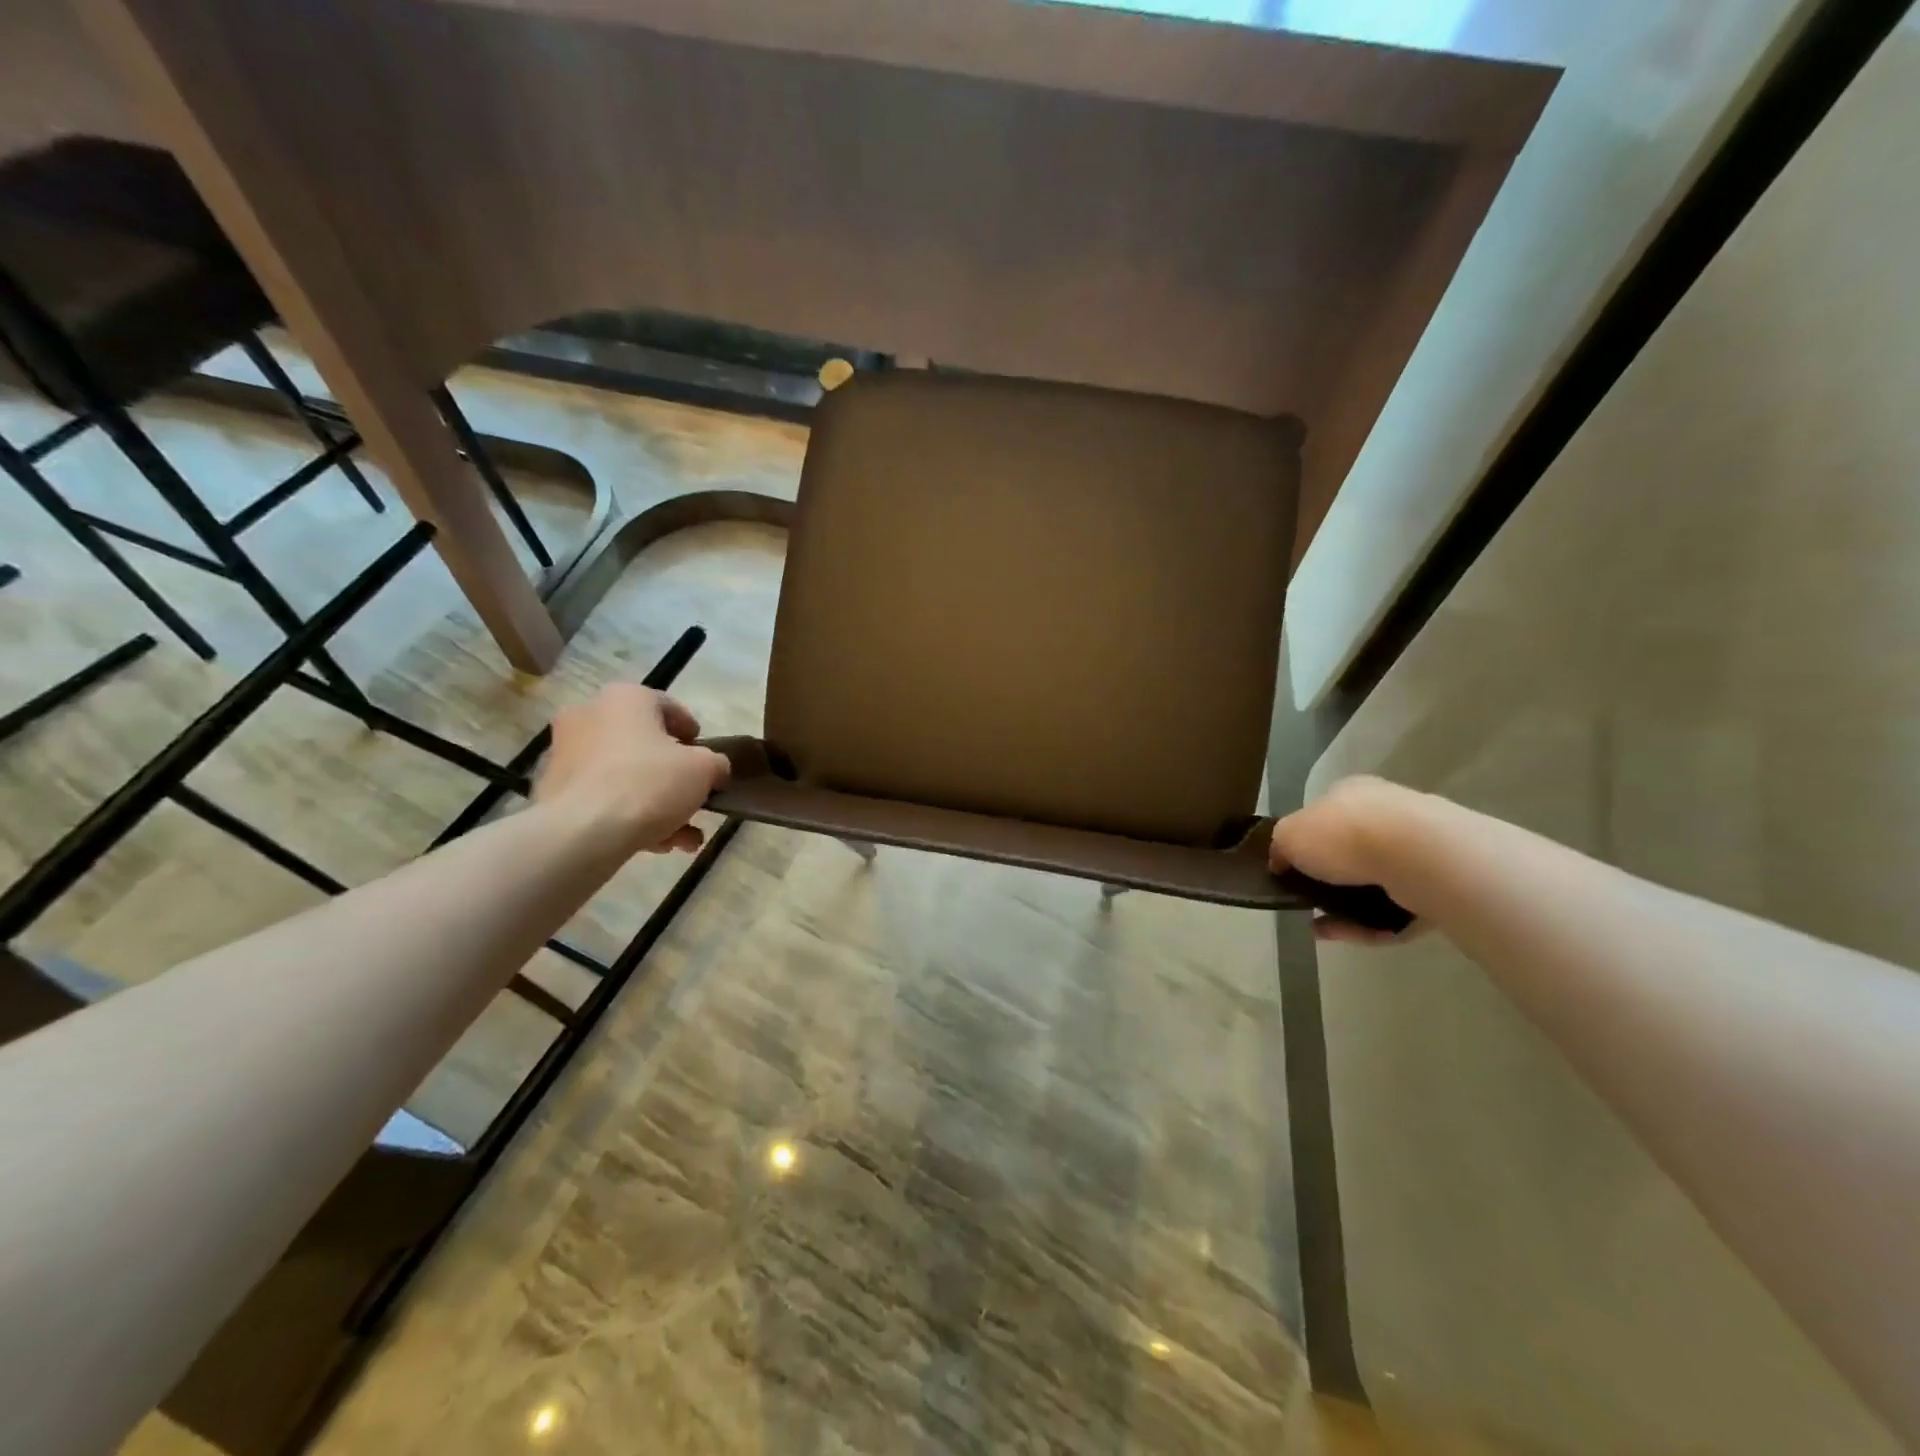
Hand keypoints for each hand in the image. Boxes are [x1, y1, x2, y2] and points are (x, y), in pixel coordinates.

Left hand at [534, 684, 730, 855]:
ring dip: (657, 803)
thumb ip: (716, 763)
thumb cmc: (648, 783)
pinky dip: (629, 815)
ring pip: (625, 775)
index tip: (707, 759)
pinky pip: (603, 796)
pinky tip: (657, 844)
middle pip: (645, 745)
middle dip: (674, 776)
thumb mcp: (704, 769)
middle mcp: (589, 715)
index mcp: (625, 698)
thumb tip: (714, 769)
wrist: (581, 832)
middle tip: (694, 798)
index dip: (693, 735)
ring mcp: (566, 753)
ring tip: (683, 836)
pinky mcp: (553, 789)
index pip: (669, 708)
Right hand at [1270, 775, 1430, 943]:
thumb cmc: (1342, 834)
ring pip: (1370, 885)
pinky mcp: (1435, 885)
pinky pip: (1393, 909)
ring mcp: (1414, 850)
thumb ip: (1280, 846)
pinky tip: (1345, 933)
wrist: (1414, 856)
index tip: (1290, 872)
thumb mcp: (1288, 834)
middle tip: (1306, 901)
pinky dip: (1368, 924)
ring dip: (1344, 908)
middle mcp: (1385, 814)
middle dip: (1326, 881)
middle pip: (1348, 852)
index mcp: (1351, 793)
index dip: (1303, 844)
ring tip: (1322, 927)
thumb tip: (1281, 862)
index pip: (1322, 816)